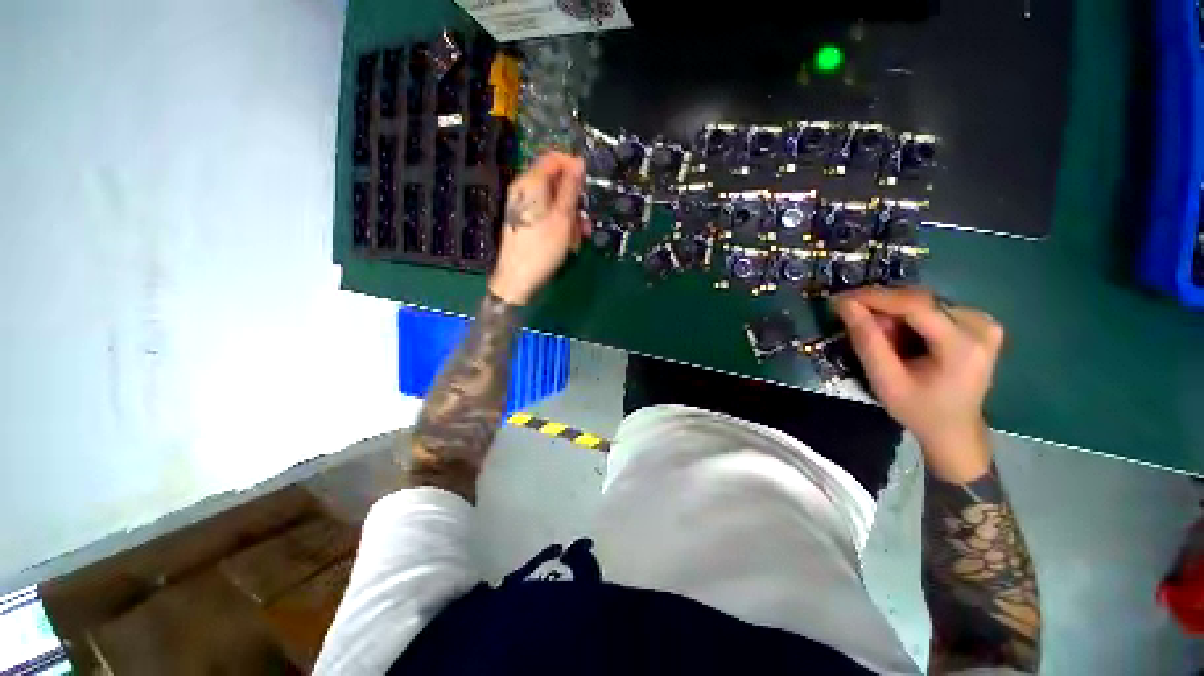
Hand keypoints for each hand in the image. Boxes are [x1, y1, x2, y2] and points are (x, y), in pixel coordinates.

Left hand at [488, 151, 588, 305]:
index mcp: (530, 183)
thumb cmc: (543, 248)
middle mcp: (524, 191)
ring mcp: (524, 207)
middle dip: (575, 201)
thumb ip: (571, 188)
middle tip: (585, 221)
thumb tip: (579, 161)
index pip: (553, 159)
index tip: (588, 186)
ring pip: (555, 202)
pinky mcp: (526, 222)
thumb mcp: (563, 218)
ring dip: (571, 217)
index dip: (573, 168)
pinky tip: (568, 242)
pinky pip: (548, 215)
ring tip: (578, 238)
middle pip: (556, 182)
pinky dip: (561, 225)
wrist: (518, 280)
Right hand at [834, 286, 1003, 482]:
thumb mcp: (885, 380)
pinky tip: (900, 336)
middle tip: (856, 324)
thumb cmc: (919, 410)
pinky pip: (932, 309)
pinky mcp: (980, 322)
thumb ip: (866, 340)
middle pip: (919, 301)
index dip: (875, 297)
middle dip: (882, 309)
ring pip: (923, 303)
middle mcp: (981, 325)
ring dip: (893, 315)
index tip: (841, 299)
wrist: (955, 430)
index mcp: (963, 345)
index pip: (915, 305)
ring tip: (880, 337)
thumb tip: (845, 303)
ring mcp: (984, 322)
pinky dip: (908, 318)